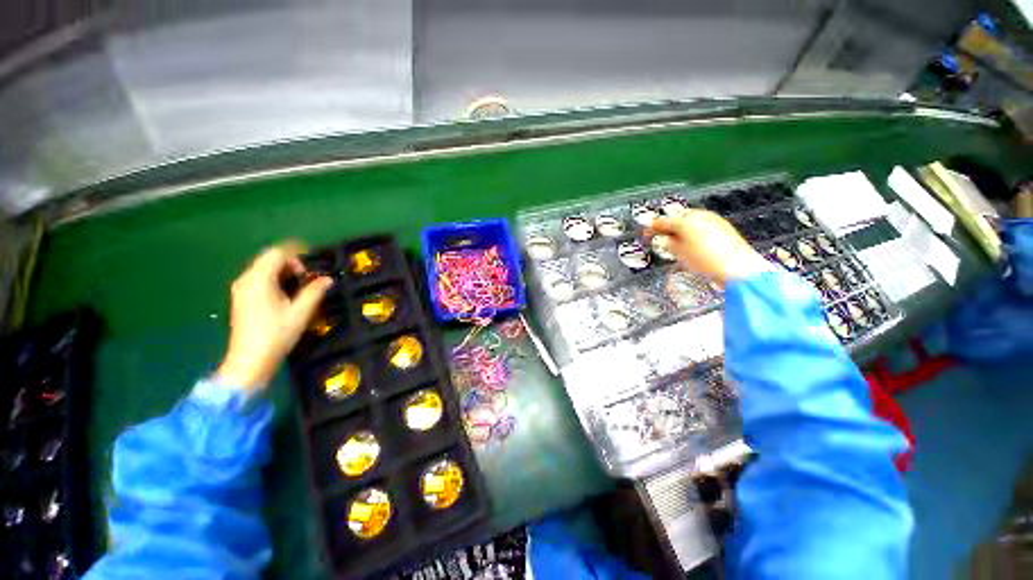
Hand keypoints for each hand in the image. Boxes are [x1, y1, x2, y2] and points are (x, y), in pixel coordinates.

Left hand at [216, 242, 332, 389]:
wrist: (249, 361)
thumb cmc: (276, 335)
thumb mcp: (300, 313)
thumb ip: (314, 292)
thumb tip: (327, 279)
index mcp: (259, 280)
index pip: (276, 253)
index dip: (296, 251)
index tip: (314, 257)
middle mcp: (246, 280)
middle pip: (268, 258)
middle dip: (290, 261)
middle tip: (309, 274)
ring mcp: (241, 289)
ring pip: (263, 268)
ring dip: (283, 270)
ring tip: (302, 283)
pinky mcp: (242, 298)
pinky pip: (259, 278)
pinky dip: (275, 278)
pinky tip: (287, 292)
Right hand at [648, 209, 767, 286]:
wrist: (737, 268)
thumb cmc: (706, 260)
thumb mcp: (680, 253)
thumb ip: (668, 243)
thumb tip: (662, 239)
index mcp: (687, 220)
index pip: (664, 220)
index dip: (654, 226)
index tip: (647, 231)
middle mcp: (701, 216)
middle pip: (679, 218)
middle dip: (669, 226)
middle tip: (660, 236)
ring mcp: (714, 221)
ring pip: (691, 222)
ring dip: (681, 230)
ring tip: (675, 242)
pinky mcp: (724, 228)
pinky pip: (702, 226)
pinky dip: (693, 232)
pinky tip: (693, 244)